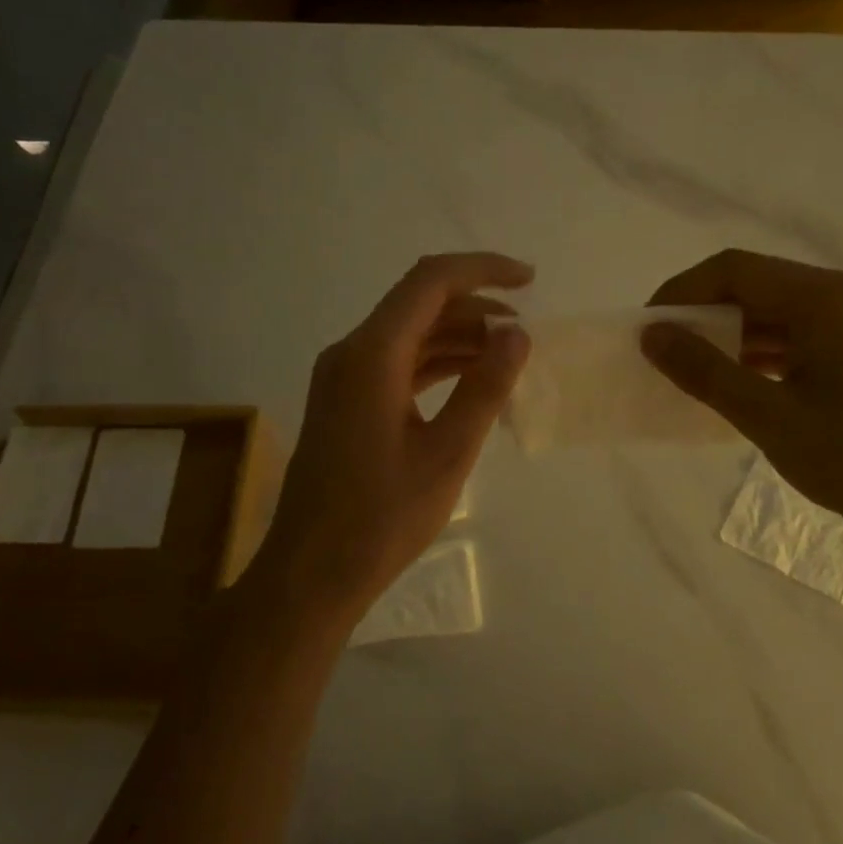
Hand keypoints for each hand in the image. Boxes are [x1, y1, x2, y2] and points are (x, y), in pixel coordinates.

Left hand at [251, 253, 533, 619]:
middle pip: (419, 304)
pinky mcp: (346, 402)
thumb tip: (516, 334)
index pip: (431, 282)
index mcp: (372, 354)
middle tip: (526, 333)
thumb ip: (485, 387)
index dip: (483, 270)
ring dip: (459, 338)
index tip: (530, 280)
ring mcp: (344, 377)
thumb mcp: (448, 453)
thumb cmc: (382, 518)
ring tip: (509, 358)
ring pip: (410, 335)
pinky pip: (398, 364)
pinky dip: (437, 365)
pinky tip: (472, 384)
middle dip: (476, 308)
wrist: (311, 573)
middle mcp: (352, 352)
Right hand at [642, 249, 842, 552]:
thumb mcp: (768, 417)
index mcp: (822, 298)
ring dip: (727, 334)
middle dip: (701, 313)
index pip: (733, 270)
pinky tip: (732, 382)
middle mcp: (839, 296)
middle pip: (752, 284)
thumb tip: (651, 336)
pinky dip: (755, 352)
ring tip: (690, 368)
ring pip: (770, 311)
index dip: (682, 292)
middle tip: (664, 350)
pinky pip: (791, 335)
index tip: (648, 329)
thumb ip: (704, 372)